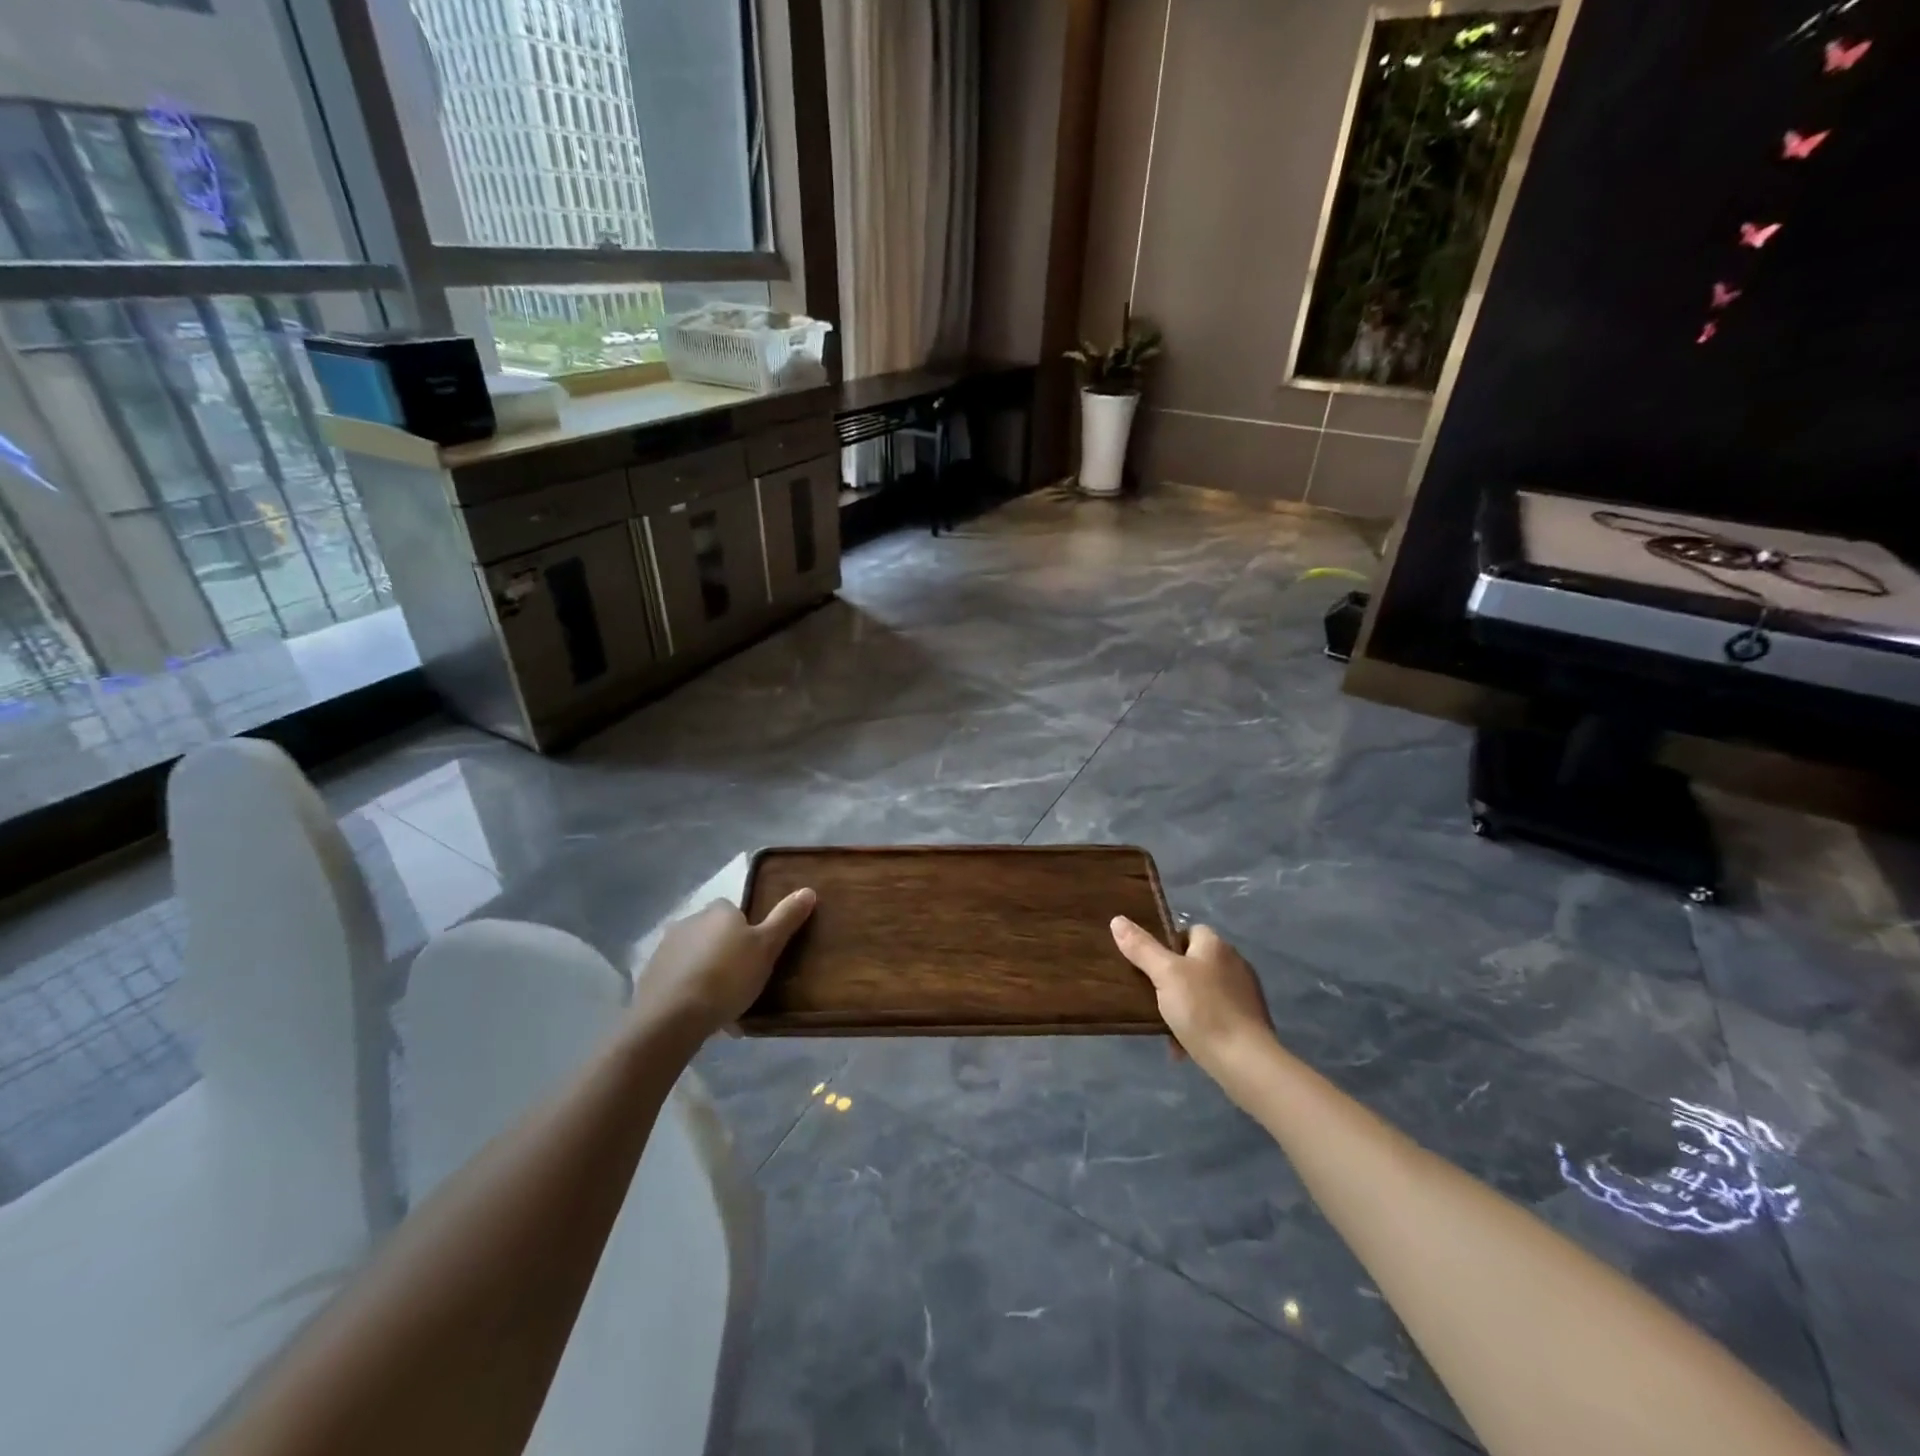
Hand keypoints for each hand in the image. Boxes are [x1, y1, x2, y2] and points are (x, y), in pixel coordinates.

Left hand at [631, 889, 816, 1039]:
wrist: (671, 1017)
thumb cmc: (727, 976)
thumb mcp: (767, 947)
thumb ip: (786, 918)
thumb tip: (808, 890)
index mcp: (718, 911)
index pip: (735, 912)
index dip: (748, 932)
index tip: (758, 956)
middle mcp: (689, 921)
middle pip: (715, 934)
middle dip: (727, 953)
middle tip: (744, 982)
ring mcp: (665, 948)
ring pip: (696, 958)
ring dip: (708, 973)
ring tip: (724, 1005)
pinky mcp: (650, 976)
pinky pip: (679, 979)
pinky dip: (690, 991)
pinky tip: (701, 1015)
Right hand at [1110, 918, 1274, 1075]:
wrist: (1245, 1062)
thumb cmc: (1203, 1010)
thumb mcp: (1165, 975)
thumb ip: (1141, 947)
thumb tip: (1118, 920)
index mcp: (1216, 945)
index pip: (1188, 930)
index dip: (1167, 944)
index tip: (1150, 965)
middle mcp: (1234, 962)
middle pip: (1194, 962)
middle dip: (1172, 980)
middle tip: (1152, 997)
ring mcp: (1244, 993)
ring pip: (1203, 992)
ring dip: (1184, 1006)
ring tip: (1166, 1026)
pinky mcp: (1249, 1021)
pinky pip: (1215, 1015)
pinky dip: (1199, 1026)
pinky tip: (1184, 1046)